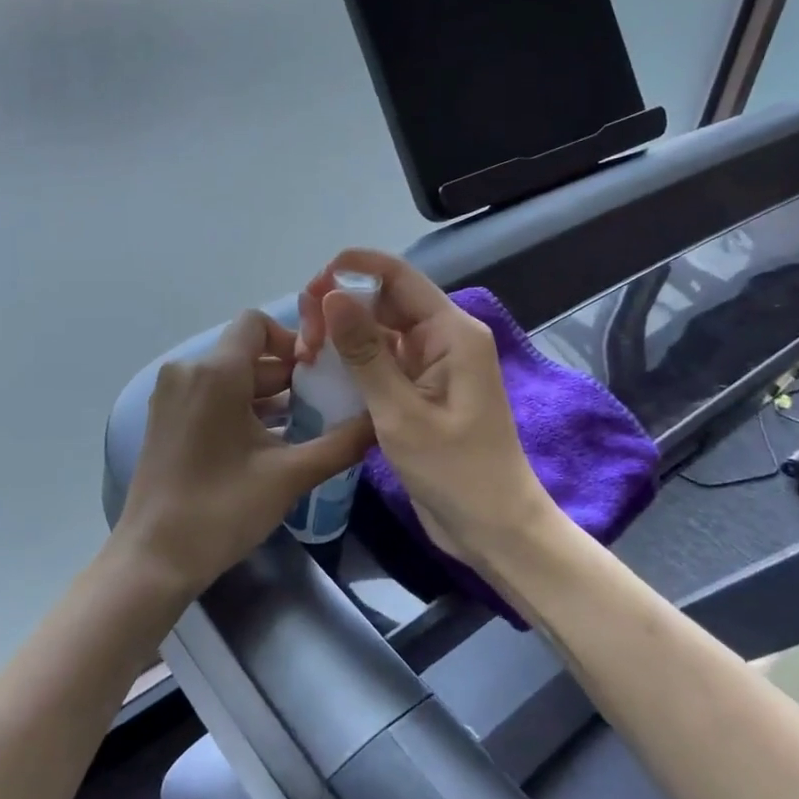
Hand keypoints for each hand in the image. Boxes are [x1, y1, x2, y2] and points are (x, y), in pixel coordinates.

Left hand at [117, 309, 373, 594]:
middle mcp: (187, 371)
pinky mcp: (164, 418)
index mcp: (215, 372)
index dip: (292, 339)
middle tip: (324, 405)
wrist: (155, 557)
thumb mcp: (290, 475)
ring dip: (266, 395)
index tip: (320, 372)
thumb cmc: (222, 509)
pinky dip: (240, 407)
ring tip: (304, 426)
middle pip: (246, 352)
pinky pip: (209, 394)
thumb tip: (381, 419)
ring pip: (229, 376)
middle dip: (287, 375)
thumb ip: (341, 443)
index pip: (256, 323)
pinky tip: (269, 441)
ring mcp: (171, 395)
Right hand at [297, 250, 550, 562]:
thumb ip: (365, 352)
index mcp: (451, 332)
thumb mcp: (400, 412)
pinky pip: (384, 361)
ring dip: (344, 336)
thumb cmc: (455, 471)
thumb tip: (332, 295)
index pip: (398, 277)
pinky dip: (354, 362)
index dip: (353, 269)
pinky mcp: (422, 391)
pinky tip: (323, 373)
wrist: (494, 530)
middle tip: (303, 336)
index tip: (310, 287)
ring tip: (305, 353)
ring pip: (381, 331)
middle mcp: (444, 339)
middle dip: (342, 306)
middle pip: (386, 300)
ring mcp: (433, 366)